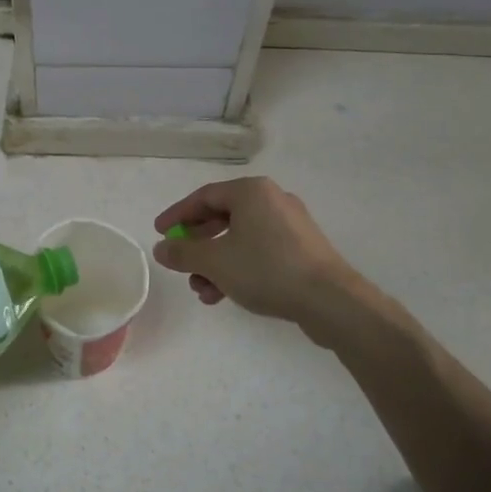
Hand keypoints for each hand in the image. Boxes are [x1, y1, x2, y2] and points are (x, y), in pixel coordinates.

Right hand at [153, 178, 383, 341]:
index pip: (203, 196)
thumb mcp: (214, 261)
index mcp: (251, 191)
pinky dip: (239, 267)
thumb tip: (162, 248)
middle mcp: (272, 199)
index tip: (159, 233)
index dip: (177, 215)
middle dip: (197, 245)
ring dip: (216, 263)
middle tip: (181, 264)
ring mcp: (291, 225)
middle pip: (222, 217)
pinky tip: (226, 294)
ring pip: (240, 238)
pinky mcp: (302, 249)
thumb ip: (183, 252)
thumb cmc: (266, 269)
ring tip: (203, 291)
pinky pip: (260, 251)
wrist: (330, 300)